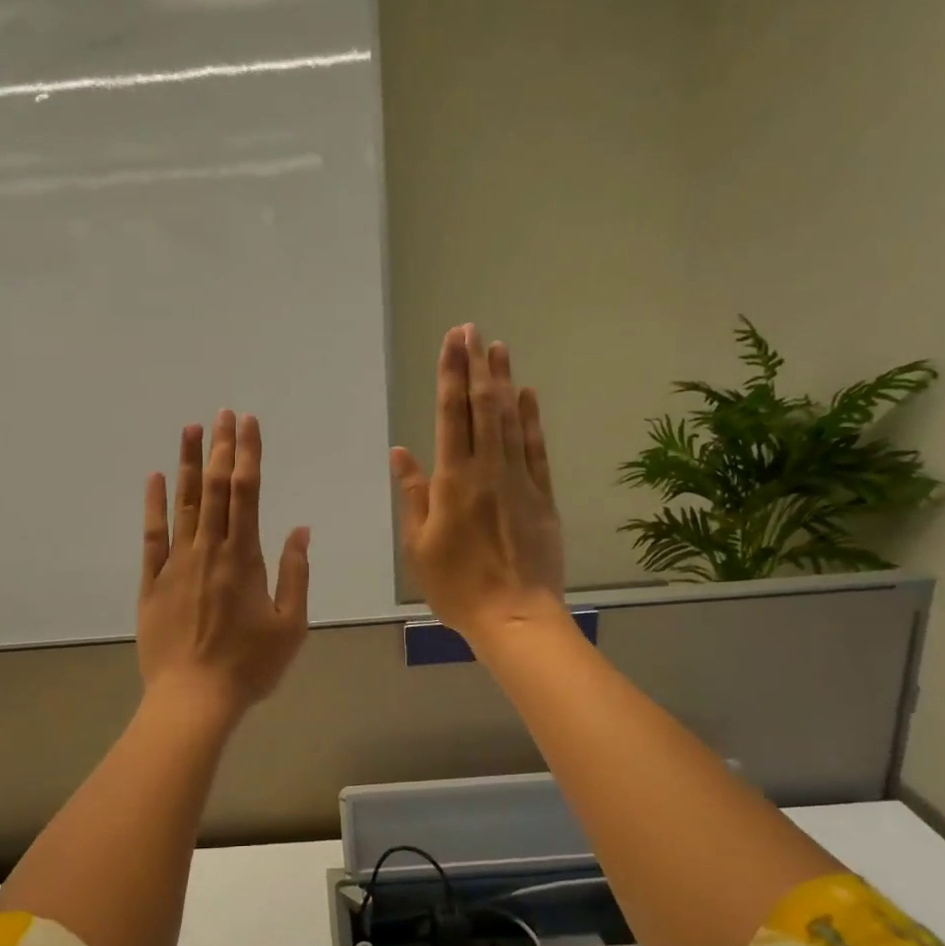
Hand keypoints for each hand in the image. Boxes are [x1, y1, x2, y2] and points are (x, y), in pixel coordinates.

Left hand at [138, 410, 311, 718]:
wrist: (193, 699)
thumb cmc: (249, 666)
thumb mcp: (290, 625)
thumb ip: (295, 573)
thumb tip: (300, 530)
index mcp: (244, 558)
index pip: (246, 493)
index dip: (247, 454)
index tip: (247, 424)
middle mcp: (209, 550)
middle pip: (214, 488)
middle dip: (220, 448)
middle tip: (223, 414)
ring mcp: (176, 563)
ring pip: (183, 504)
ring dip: (188, 464)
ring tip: (192, 429)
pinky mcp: (152, 581)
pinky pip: (151, 535)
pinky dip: (154, 505)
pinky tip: (155, 478)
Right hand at [391, 325, 564, 646]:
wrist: (515, 616)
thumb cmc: (456, 585)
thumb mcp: (419, 545)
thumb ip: (414, 494)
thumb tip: (401, 452)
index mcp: (453, 481)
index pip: (450, 415)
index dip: (450, 375)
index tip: (452, 341)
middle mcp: (488, 470)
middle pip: (483, 407)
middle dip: (476, 365)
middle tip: (473, 329)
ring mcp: (520, 480)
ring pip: (511, 420)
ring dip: (503, 381)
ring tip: (498, 348)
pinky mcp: (543, 496)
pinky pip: (537, 449)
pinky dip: (532, 419)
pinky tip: (527, 395)